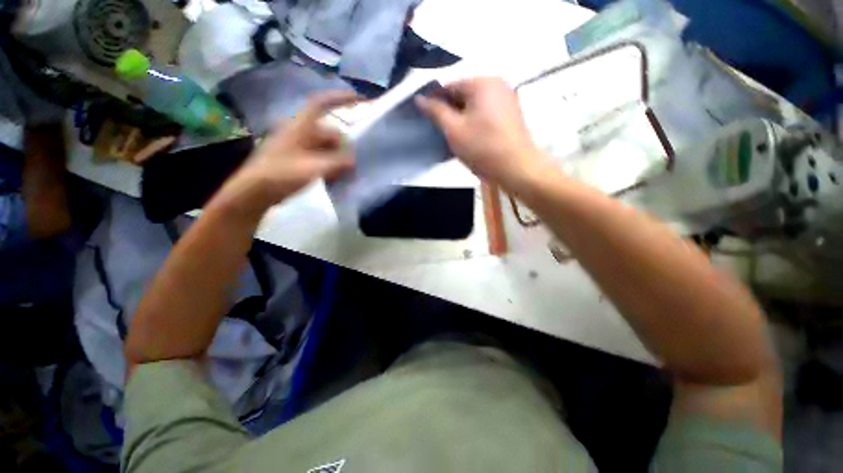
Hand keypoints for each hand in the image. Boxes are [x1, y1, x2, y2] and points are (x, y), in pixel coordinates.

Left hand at [217, 91, 357, 214]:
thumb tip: (353, 160)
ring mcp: (298, 146)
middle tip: (351, 165)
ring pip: (325, 146)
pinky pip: (320, 156)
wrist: (255, 191)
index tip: (357, 98)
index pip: (320, 104)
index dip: (338, 98)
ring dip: (337, 158)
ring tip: (343, 174)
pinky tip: (334, 177)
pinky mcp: (297, 159)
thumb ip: (336, 162)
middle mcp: (300, 132)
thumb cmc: (281, 174)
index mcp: (300, 127)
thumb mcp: (313, 168)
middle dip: (342, 146)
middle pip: (329, 132)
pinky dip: (329, 164)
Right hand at [416, 77, 544, 189]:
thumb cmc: (483, 148)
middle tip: (439, 132)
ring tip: (453, 138)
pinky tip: (468, 138)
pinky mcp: (510, 113)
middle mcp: (496, 84)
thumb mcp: (454, 130)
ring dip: (461, 119)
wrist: (517, 168)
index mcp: (482, 82)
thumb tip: (419, 98)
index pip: (449, 86)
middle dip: (449, 112)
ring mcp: (506, 98)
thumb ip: (435, 112)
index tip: (426, 120)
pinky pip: (485, 113)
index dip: (434, 102)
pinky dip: (474, 122)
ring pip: (474, 106)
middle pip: (463, 95)